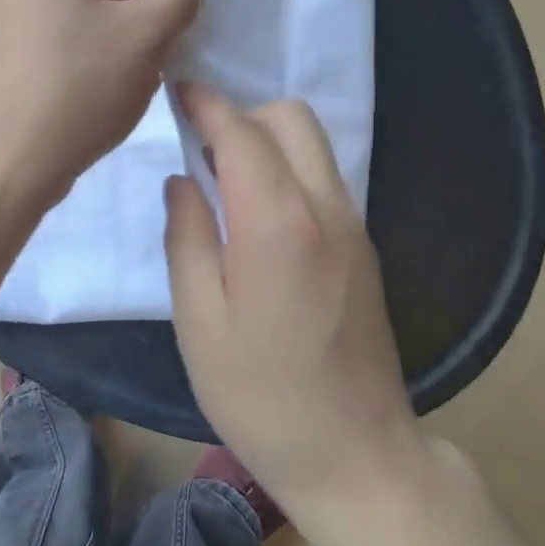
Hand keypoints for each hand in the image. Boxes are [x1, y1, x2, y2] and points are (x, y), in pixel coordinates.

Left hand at [0, 0, 202, 209]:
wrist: (6, 162)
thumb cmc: (81, 86)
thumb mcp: (147, 35)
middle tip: (177, 23)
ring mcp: (2, 4)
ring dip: (122, 12)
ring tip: (151, 51)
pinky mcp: (0, 41)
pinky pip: (58, 19)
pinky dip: (92, 32)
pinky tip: (113, 70)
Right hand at [165, 85, 420, 513]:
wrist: (356, 454)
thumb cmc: (261, 397)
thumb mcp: (200, 323)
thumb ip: (187, 238)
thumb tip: (184, 180)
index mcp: (278, 224)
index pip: (243, 133)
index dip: (209, 104)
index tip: (179, 91)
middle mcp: (325, 208)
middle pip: (291, 119)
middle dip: (244, 114)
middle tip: (202, 147)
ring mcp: (353, 224)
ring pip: (314, 145)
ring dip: (269, 140)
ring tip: (226, 179)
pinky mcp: (365, 245)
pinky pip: (324, 178)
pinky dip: (289, 169)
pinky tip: (260, 214)